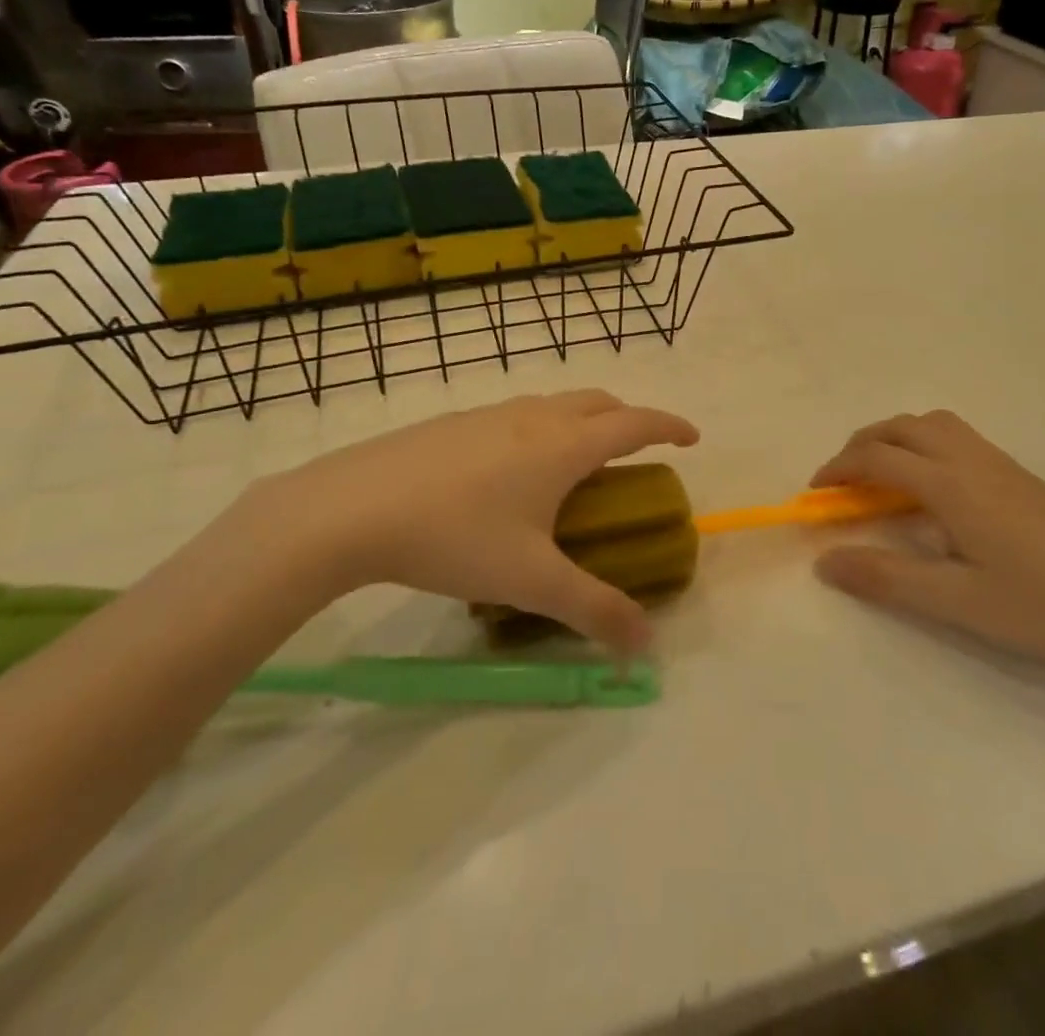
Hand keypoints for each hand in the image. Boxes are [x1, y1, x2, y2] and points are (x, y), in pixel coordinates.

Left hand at [235, 391, 698, 654]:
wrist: (352, 508)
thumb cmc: (456, 537)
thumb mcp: (531, 581)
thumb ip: (593, 610)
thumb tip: (645, 643)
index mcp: (565, 445)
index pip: (635, 423)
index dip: (669, 426)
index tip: (692, 437)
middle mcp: (534, 418)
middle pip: (598, 402)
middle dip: (628, 419)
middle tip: (635, 453)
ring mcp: (490, 414)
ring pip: (555, 404)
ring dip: (582, 421)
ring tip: (577, 464)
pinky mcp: (454, 422)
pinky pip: (517, 416)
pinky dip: (540, 429)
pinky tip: (511, 472)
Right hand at [810, 411, 1044, 674]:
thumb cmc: (1041, 608)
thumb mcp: (957, 602)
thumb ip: (887, 578)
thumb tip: (825, 562)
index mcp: (952, 485)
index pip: (879, 457)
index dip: (839, 469)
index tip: (815, 494)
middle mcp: (972, 460)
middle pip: (903, 426)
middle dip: (862, 444)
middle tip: (841, 480)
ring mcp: (1000, 463)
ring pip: (933, 424)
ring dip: (895, 438)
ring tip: (880, 476)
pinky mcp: (1018, 474)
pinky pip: (957, 436)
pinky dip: (923, 444)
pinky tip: (930, 487)